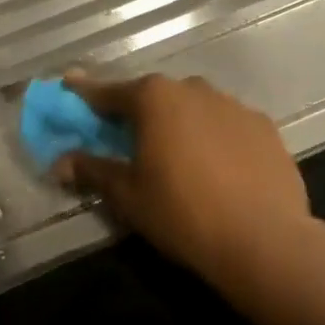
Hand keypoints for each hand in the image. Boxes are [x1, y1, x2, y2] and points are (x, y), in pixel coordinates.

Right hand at [54, 73, 319, 279]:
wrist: (263, 239)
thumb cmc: (182, 213)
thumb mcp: (128, 195)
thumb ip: (93, 170)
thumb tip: (60, 162)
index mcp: (155, 98)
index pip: (109, 92)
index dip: (86, 94)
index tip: (69, 86)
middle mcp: (193, 88)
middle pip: (155, 96)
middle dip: (137, 112)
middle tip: (127, 137)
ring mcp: (233, 104)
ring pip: (194, 108)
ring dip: (179, 123)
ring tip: (177, 157)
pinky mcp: (263, 126)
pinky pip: (226, 125)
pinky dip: (214, 137)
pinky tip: (217, 168)